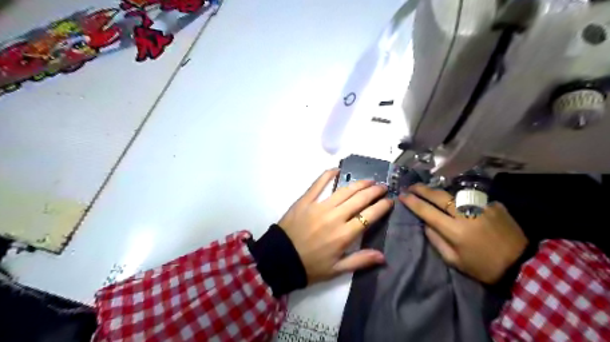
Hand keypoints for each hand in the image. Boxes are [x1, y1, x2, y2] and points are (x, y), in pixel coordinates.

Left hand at [278, 168, 392, 283]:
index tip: (389, 201)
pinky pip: (318, 184)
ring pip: (344, 191)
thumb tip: (383, 256)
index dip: (382, 207)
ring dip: (358, 184)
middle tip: (382, 187)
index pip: (369, 216)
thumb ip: (360, 261)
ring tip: (369, 180)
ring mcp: (319, 206)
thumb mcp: (336, 270)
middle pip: (359, 199)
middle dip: (374, 191)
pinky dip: (328, 175)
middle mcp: (335, 217)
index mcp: (344, 235)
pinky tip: (337, 169)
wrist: (280, 259)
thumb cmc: (310, 266)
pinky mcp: (305, 200)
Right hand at [404, 185, 527, 282]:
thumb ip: (437, 241)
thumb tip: (426, 224)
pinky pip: (472, 199)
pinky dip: (464, 201)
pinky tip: (463, 205)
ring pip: (455, 194)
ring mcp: (481, 207)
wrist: (522, 264)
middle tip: (412, 186)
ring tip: (434, 194)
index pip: (427, 211)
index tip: (402, 195)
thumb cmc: (483, 267)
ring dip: (442, 193)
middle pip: (439, 196)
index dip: (412, 202)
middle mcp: (466, 214)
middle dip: (422, 189)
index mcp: (454, 230)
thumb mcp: (455, 261)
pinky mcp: (494, 205)